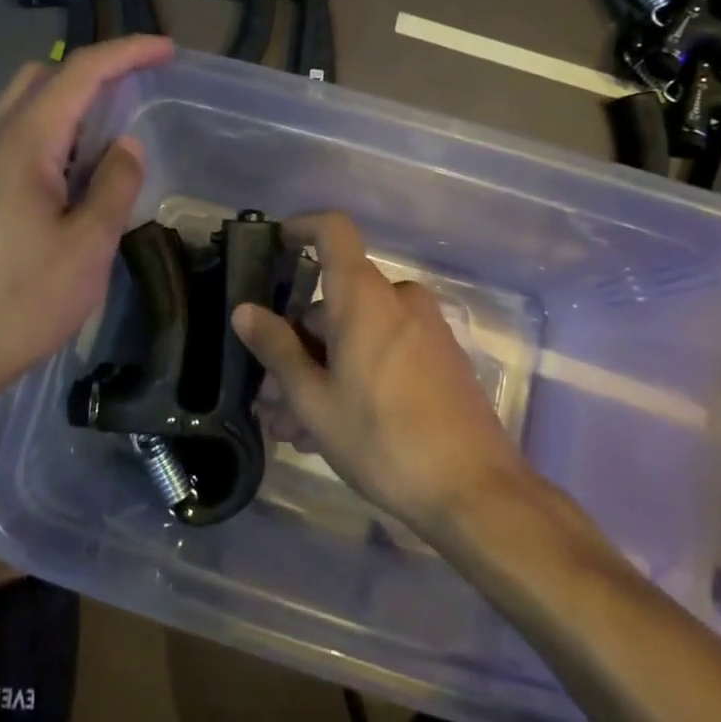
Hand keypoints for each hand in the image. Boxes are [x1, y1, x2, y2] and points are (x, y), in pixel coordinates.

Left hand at [0, 35, 174, 399]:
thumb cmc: (21, 302)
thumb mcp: (87, 247)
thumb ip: (114, 185)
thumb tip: (126, 146)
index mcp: (22, 144)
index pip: (78, 73)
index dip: (125, 53)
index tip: (165, 49)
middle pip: (40, 78)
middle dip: (90, 73)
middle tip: (133, 93)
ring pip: (21, 109)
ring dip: (66, 106)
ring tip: (108, 138)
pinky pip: (10, 141)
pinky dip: (47, 137)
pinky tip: (69, 177)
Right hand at [231, 212, 540, 538]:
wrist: (476, 493)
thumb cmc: (383, 440)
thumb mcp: (315, 400)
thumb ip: (277, 348)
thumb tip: (245, 310)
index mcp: (365, 297)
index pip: (333, 231)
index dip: (301, 228)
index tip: (275, 246)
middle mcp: (397, 300)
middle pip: (334, 302)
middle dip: (297, 344)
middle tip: (272, 398)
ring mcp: (423, 330)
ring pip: (356, 334)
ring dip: (321, 371)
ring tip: (296, 428)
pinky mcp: (439, 360)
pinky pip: (383, 350)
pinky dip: (353, 375)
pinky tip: (332, 428)